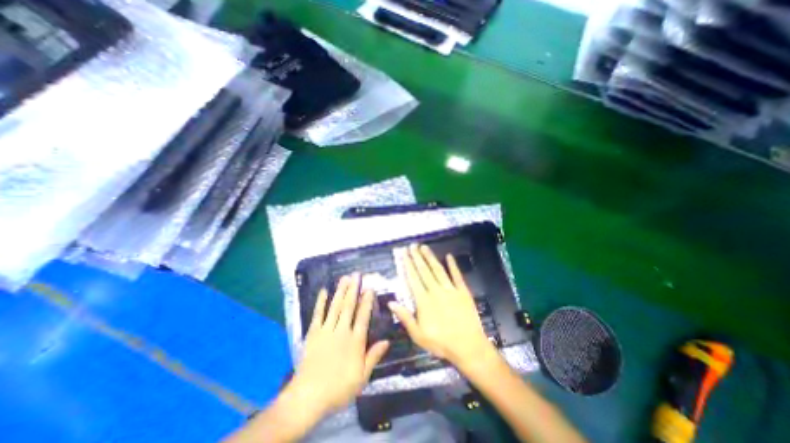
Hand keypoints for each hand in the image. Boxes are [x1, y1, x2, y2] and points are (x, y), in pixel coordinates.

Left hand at [288, 269, 391, 421]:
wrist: (309, 396)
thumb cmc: (339, 387)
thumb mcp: (362, 376)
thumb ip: (373, 356)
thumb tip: (387, 341)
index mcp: (355, 340)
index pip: (363, 316)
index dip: (366, 301)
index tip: (369, 288)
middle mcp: (342, 331)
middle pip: (349, 306)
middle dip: (353, 289)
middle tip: (356, 275)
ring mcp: (326, 330)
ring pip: (335, 306)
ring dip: (340, 291)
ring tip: (344, 278)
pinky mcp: (313, 333)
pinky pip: (318, 314)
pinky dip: (321, 302)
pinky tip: (324, 291)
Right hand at [388, 244, 495, 371]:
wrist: (469, 347)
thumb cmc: (441, 343)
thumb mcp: (418, 335)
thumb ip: (405, 317)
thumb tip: (391, 302)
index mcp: (424, 301)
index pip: (413, 279)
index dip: (408, 265)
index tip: (404, 254)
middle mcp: (436, 291)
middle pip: (424, 271)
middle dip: (417, 257)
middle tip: (412, 245)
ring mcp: (451, 289)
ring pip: (438, 270)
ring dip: (430, 257)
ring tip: (424, 247)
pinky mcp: (463, 291)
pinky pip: (457, 275)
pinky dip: (453, 265)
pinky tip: (449, 256)